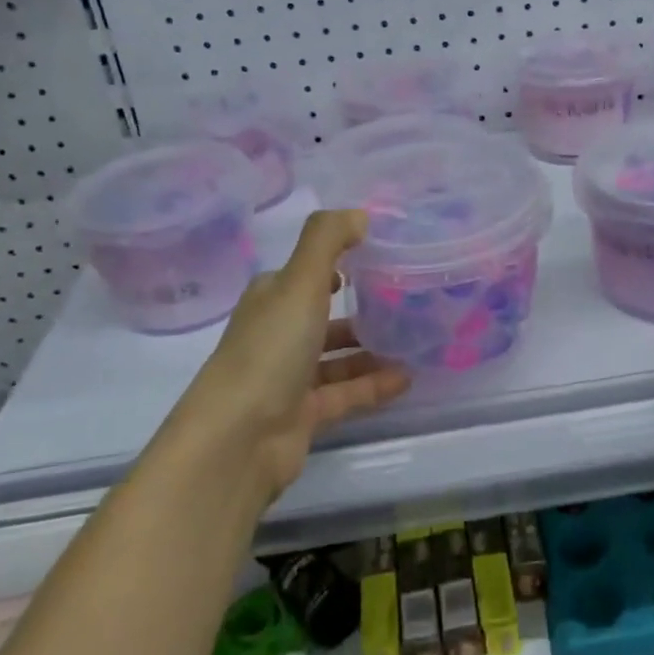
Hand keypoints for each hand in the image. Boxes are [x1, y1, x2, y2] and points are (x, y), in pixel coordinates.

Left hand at [182, 210, 409, 501]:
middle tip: (407, 299)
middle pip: (323, 315)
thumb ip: (328, 240)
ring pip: (337, 356)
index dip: (337, 262)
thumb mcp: (299, 282)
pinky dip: (373, 385)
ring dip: (371, 348)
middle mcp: (277, 334)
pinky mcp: (304, 415)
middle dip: (360, 306)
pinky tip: (407, 379)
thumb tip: (360, 213)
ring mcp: (289, 377)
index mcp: (271, 299)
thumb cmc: (269, 350)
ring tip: (415, 339)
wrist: (238, 441)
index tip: (380, 256)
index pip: (306, 273)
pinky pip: (346, 393)